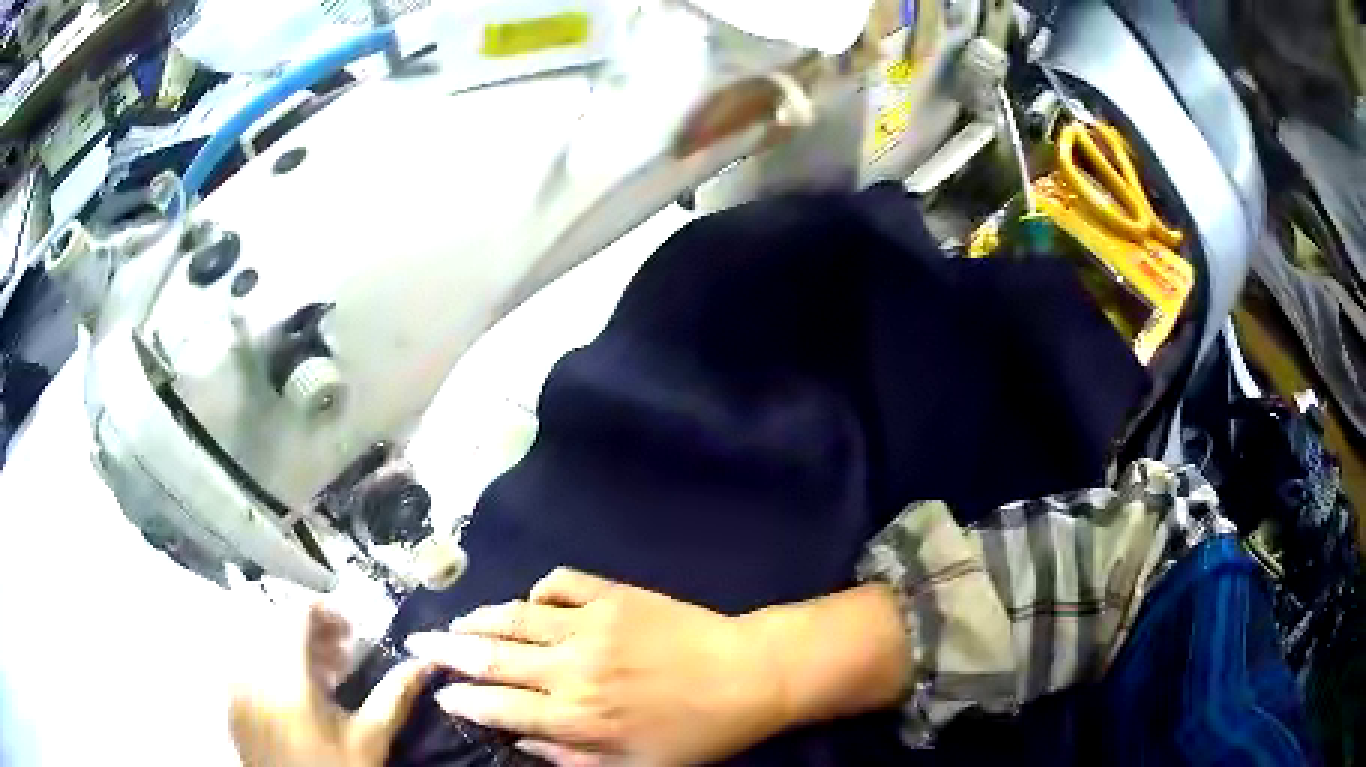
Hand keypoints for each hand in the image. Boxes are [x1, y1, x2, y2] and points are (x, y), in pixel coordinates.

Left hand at [228, 604, 435, 766]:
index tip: (353, 633)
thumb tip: (425, 662)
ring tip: (323, 676)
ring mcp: (236, 682)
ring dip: (292, 647)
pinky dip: (271, 664)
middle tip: (343, 656)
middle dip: (313, 632)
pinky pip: (246, 661)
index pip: (297, 611)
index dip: (327, 612)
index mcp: (287, 673)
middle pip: (277, 621)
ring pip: (260, 638)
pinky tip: (295, 693)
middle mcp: (252, 667)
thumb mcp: (371, 739)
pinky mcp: (231, 699)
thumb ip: (395, 696)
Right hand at [405, 568, 791, 765]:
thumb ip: (568, 756)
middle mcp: (570, 668)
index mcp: (575, 716)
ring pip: (514, 616)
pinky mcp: (613, 594)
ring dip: (478, 618)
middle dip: (444, 650)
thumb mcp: (634, 766)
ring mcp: (590, 623)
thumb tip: (517, 739)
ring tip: (455, 622)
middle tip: (416, 643)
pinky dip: (537, 592)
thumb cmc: (694, 732)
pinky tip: (532, 604)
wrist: (748, 675)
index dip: (461, 699)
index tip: (440, 693)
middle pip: (489, 655)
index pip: (496, 706)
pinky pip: (559, 583)